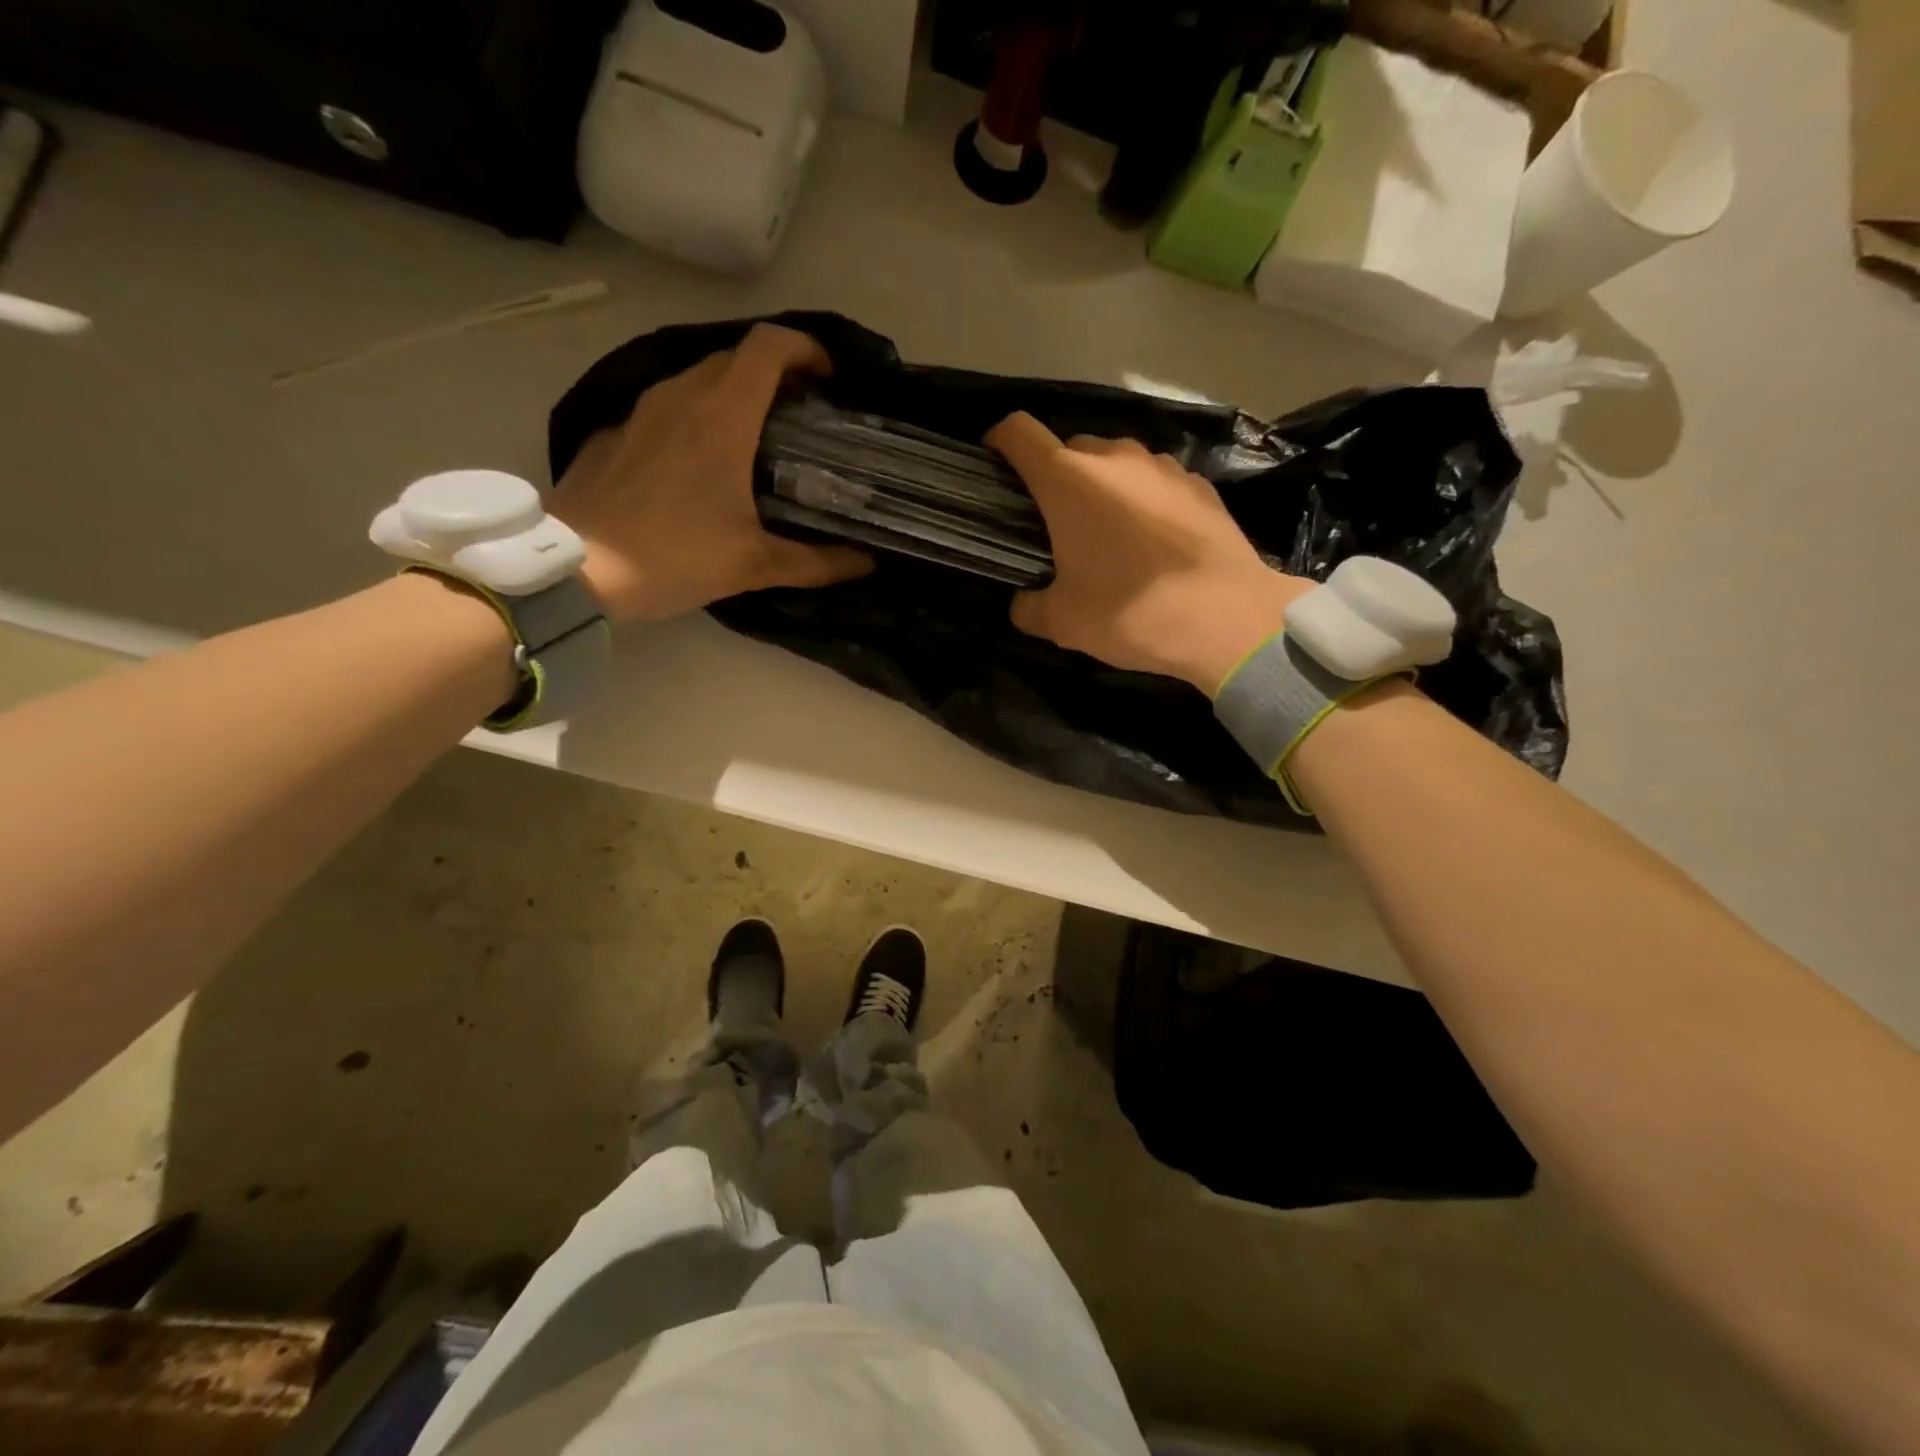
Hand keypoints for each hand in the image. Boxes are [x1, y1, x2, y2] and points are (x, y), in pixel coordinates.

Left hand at [550, 323, 871, 621]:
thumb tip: (866, 562)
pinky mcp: (616, 433)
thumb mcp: (753, 565)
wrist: (574, 568)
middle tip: (802, 416)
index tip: (829, 377)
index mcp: (722, 415)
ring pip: (698, 379)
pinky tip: (702, 463)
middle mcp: (681, 396)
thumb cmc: (672, 556)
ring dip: (735, 394)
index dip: (805, 348)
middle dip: (776, 374)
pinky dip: (697, 417)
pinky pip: (668, 407)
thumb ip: (816, 562)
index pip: (769, 347)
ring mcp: (642, 411)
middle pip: (737, 358)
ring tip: (758, 438)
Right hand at [987, 413, 1309, 694]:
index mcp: (1068, 481)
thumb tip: (1024, 601)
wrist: (1227, 618)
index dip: (999, 443)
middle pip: (1069, 450)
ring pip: (1116, 464)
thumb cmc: (1130, 613)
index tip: (995, 468)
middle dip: (1055, 479)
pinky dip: (1143, 502)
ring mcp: (1163, 467)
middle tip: (1055, 525)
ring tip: (1109, 535)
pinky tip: (1154, 543)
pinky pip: (1156, 483)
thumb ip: (1029, 606)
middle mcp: (1114, 458)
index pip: (1019, 433)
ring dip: (1102, 489)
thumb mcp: (1062, 623)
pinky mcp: (1200, 484)